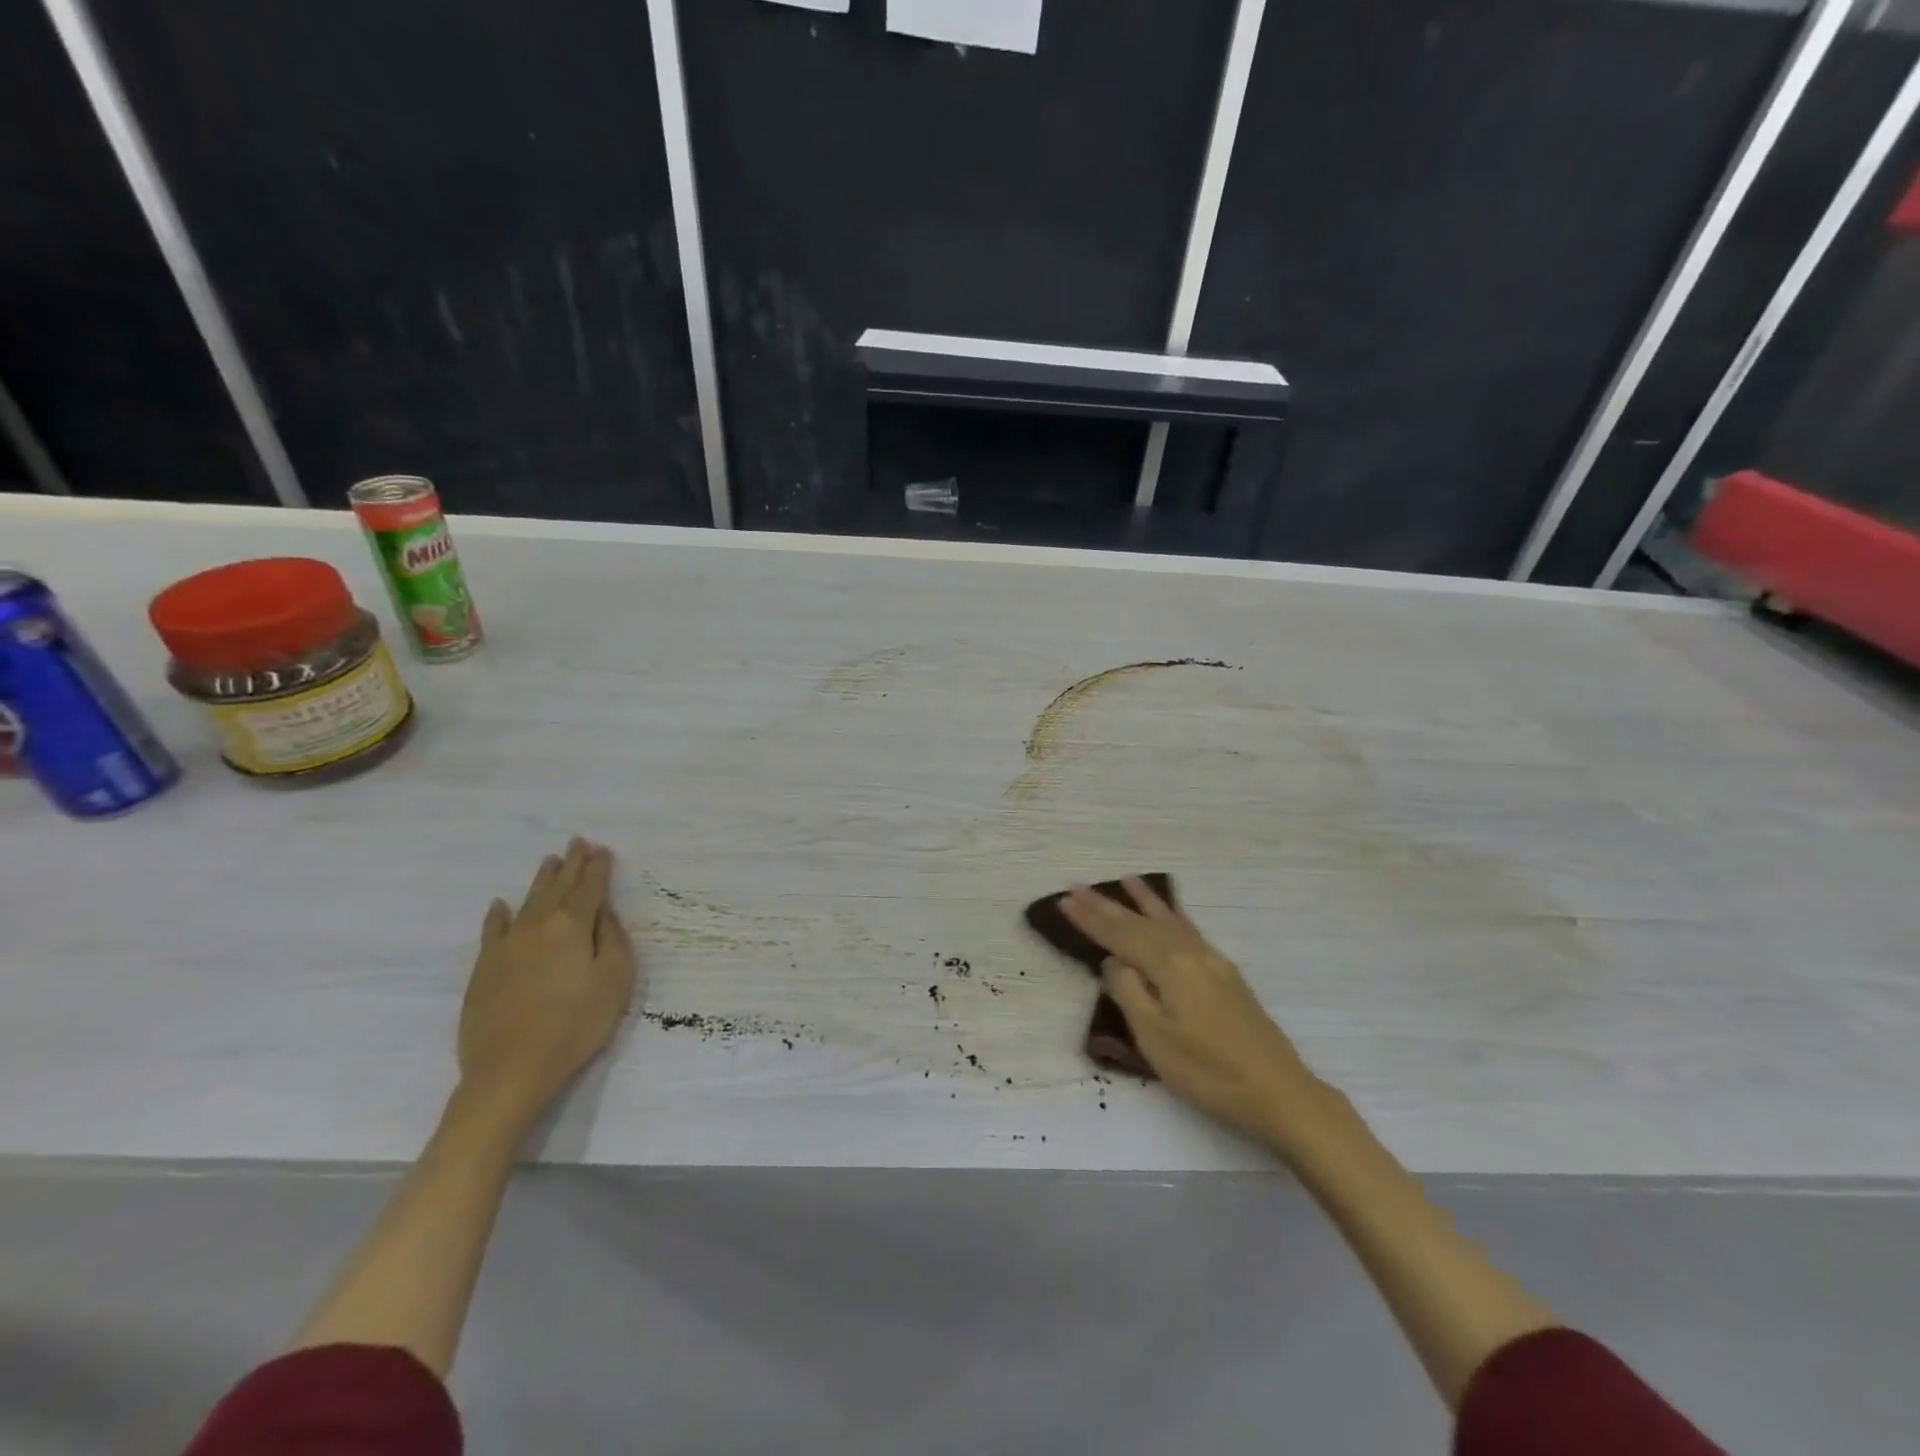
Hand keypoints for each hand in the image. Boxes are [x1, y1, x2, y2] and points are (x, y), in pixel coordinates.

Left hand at [458, 838, 637, 1126]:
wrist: (510, 1071)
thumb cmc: (575, 1025)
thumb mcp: (615, 980)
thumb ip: (612, 939)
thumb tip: (603, 912)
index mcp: (573, 926)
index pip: (589, 888)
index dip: (598, 868)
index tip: (602, 850)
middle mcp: (538, 925)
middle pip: (558, 887)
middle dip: (571, 864)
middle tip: (577, 843)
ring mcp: (506, 945)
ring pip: (527, 902)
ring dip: (541, 880)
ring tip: (550, 861)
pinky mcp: (484, 968)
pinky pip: (492, 929)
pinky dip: (498, 914)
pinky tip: (500, 905)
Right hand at [1059, 877, 1331, 1153]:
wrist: (1280, 1091)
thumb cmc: (1210, 1073)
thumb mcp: (1156, 1040)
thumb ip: (1130, 994)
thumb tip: (1113, 961)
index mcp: (1169, 967)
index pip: (1120, 936)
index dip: (1090, 919)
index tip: (1063, 901)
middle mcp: (1190, 954)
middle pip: (1141, 923)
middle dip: (1107, 905)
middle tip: (1078, 885)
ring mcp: (1212, 961)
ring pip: (1169, 921)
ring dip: (1144, 901)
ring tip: (1126, 880)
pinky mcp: (1226, 974)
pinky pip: (1189, 929)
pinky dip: (1172, 915)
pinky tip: (1170, 915)